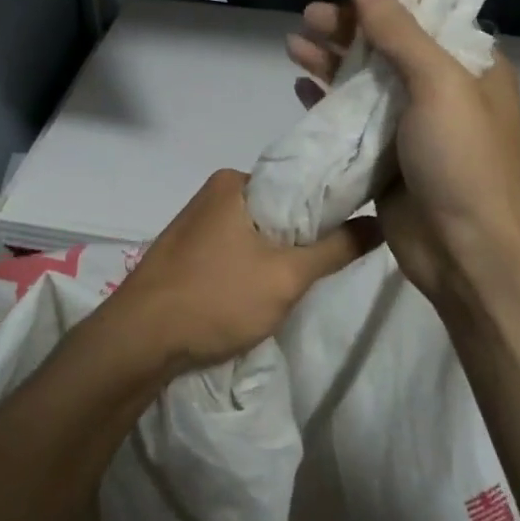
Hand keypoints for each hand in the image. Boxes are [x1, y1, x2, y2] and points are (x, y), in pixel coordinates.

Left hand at [109, 168, 380, 373]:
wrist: (138, 341)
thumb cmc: (215, 298)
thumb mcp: (286, 276)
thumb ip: (337, 248)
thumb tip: (381, 222)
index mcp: (234, 181)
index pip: (299, 179)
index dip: (332, 203)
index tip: (359, 225)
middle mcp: (214, 192)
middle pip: (279, 207)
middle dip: (304, 234)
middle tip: (331, 262)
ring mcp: (196, 223)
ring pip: (257, 231)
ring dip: (279, 253)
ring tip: (300, 280)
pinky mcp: (186, 252)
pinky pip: (235, 249)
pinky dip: (253, 265)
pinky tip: (262, 290)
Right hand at [287, 0, 519, 305]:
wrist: (467, 252)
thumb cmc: (462, 160)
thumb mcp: (438, 85)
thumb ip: (399, 30)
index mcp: (469, 65)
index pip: (427, 12)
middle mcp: (442, 89)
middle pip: (389, 44)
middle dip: (349, 27)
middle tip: (308, 18)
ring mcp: (412, 124)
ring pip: (366, 80)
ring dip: (331, 60)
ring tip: (293, 44)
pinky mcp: (386, 156)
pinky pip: (353, 118)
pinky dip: (327, 100)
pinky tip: (300, 87)